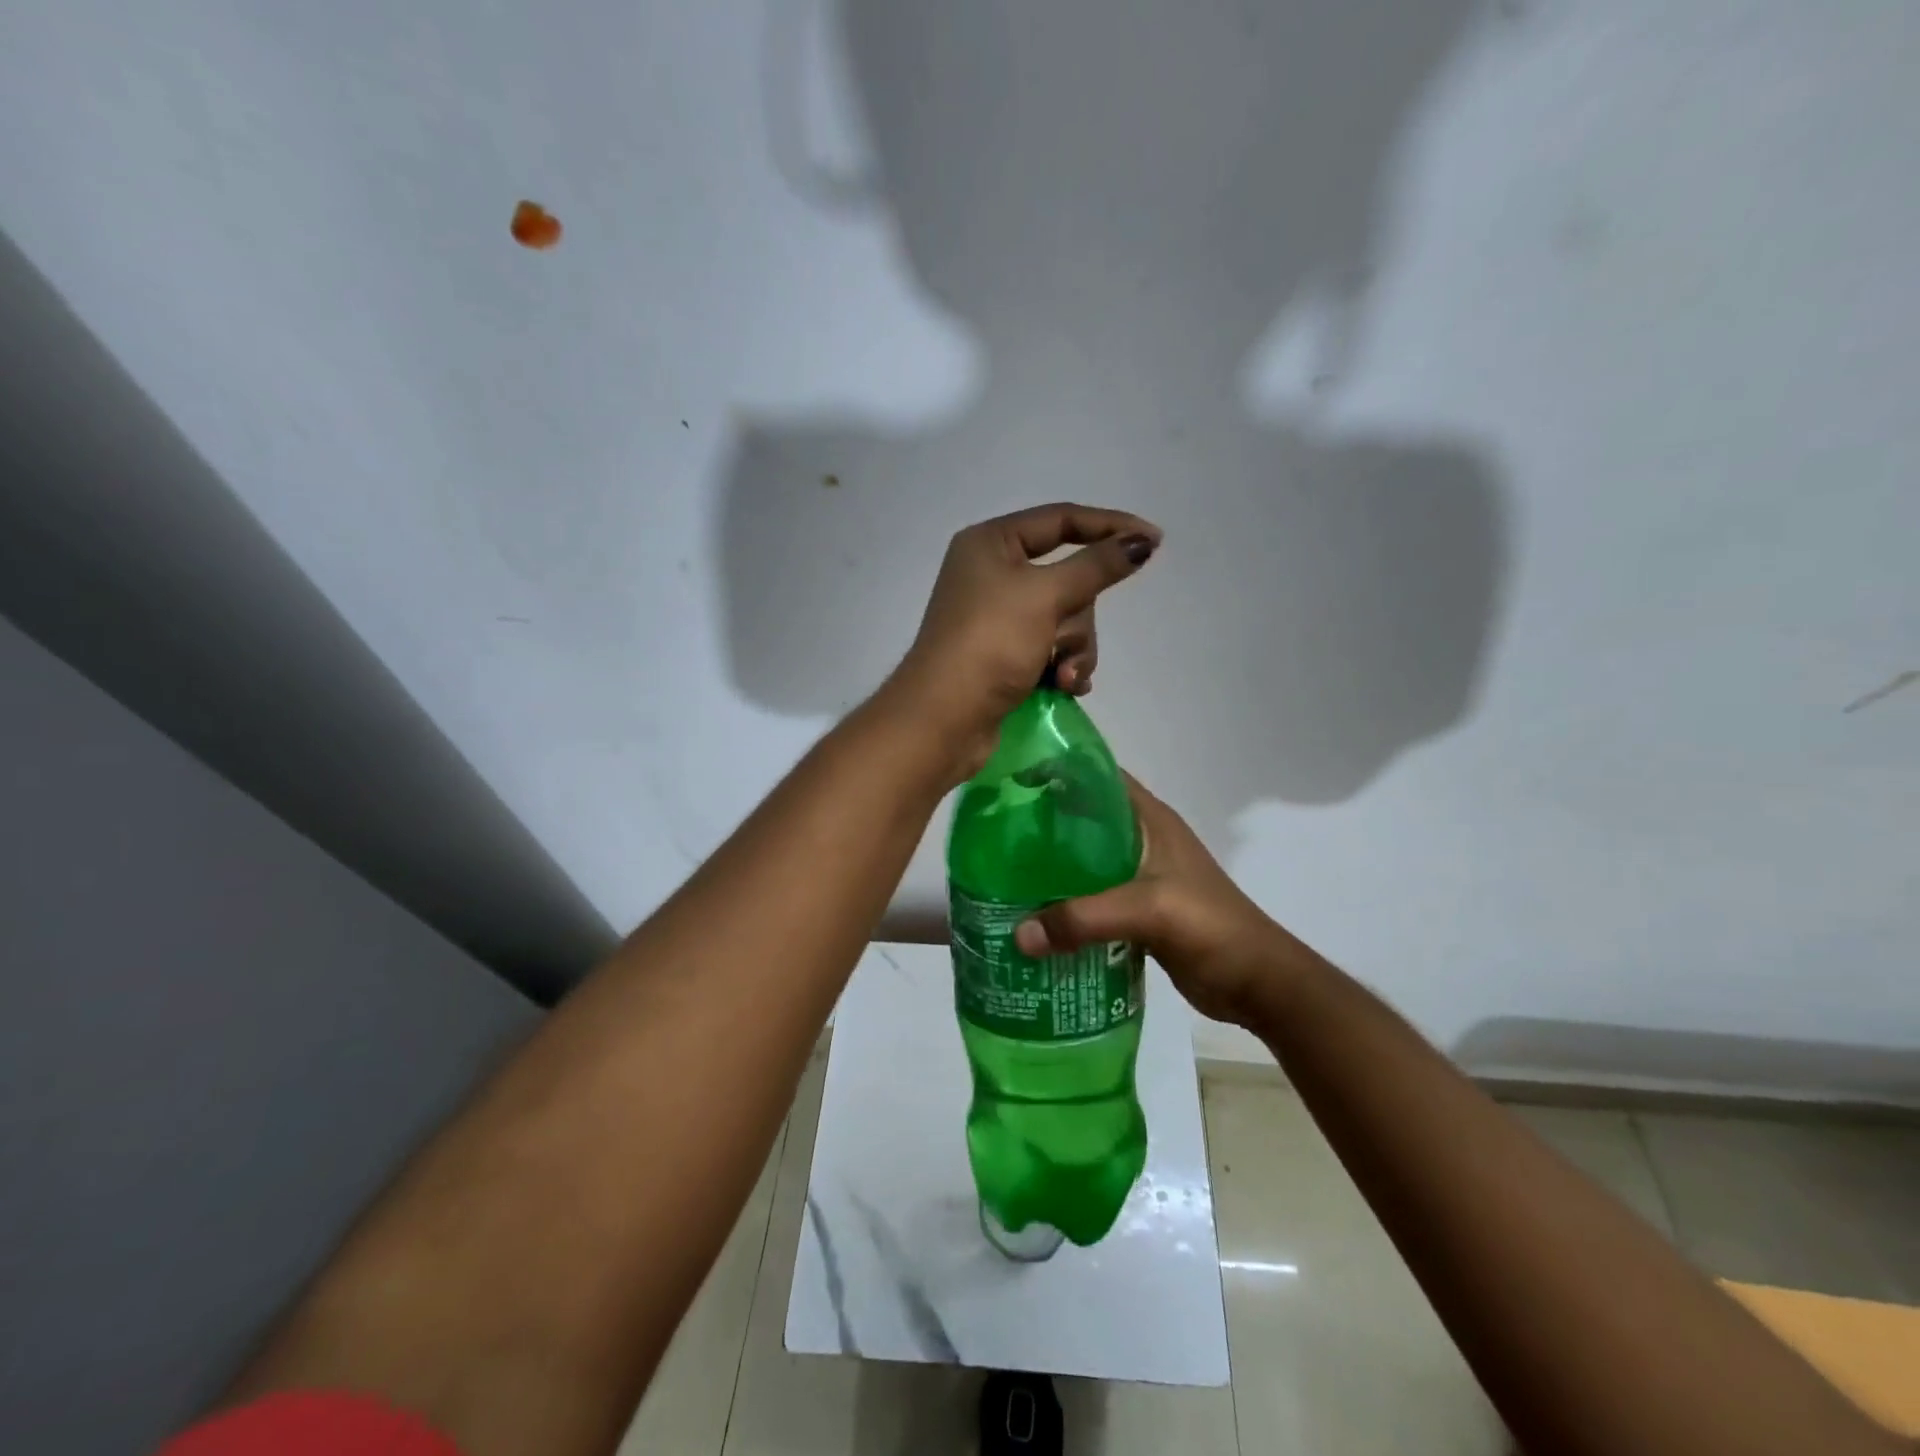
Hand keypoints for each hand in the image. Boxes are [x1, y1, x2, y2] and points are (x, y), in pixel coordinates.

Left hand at [885, 503, 1160, 777]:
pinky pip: (1052, 648)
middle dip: (1079, 617)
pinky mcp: (1005, 654)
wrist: (944, 720)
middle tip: (1065, 642)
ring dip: (1074, 650)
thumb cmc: (990, 644)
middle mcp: (992, 574)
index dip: (1109, 527)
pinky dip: (1062, 666)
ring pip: (1065, 619)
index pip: (1061, 521)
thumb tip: (1141, 542)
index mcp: (991, 544)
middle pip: (1068, 578)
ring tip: (1063, 678)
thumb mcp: (1046, 597)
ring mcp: (998, 617)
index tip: (1154, 542)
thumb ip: (1097, 566)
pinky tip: (1064, 687)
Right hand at [1013, 773, 1319, 1026]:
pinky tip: (1034, 916)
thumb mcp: (1148, 911)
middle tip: (994, 835)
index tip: (1011, 778)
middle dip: (1042, 823)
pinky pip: (1092, 897)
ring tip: (1003, 875)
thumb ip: (1084, 918)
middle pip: (1083, 819)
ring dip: (1051, 868)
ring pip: (1085, 861)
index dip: (1057, 770)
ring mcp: (1141, 876)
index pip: (1097, 776)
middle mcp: (1143, 840)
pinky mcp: (1139, 910)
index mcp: (1150, 820)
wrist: (1256, 981)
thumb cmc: (1210, 927)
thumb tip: (1018, 934)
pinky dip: (1066, 902)